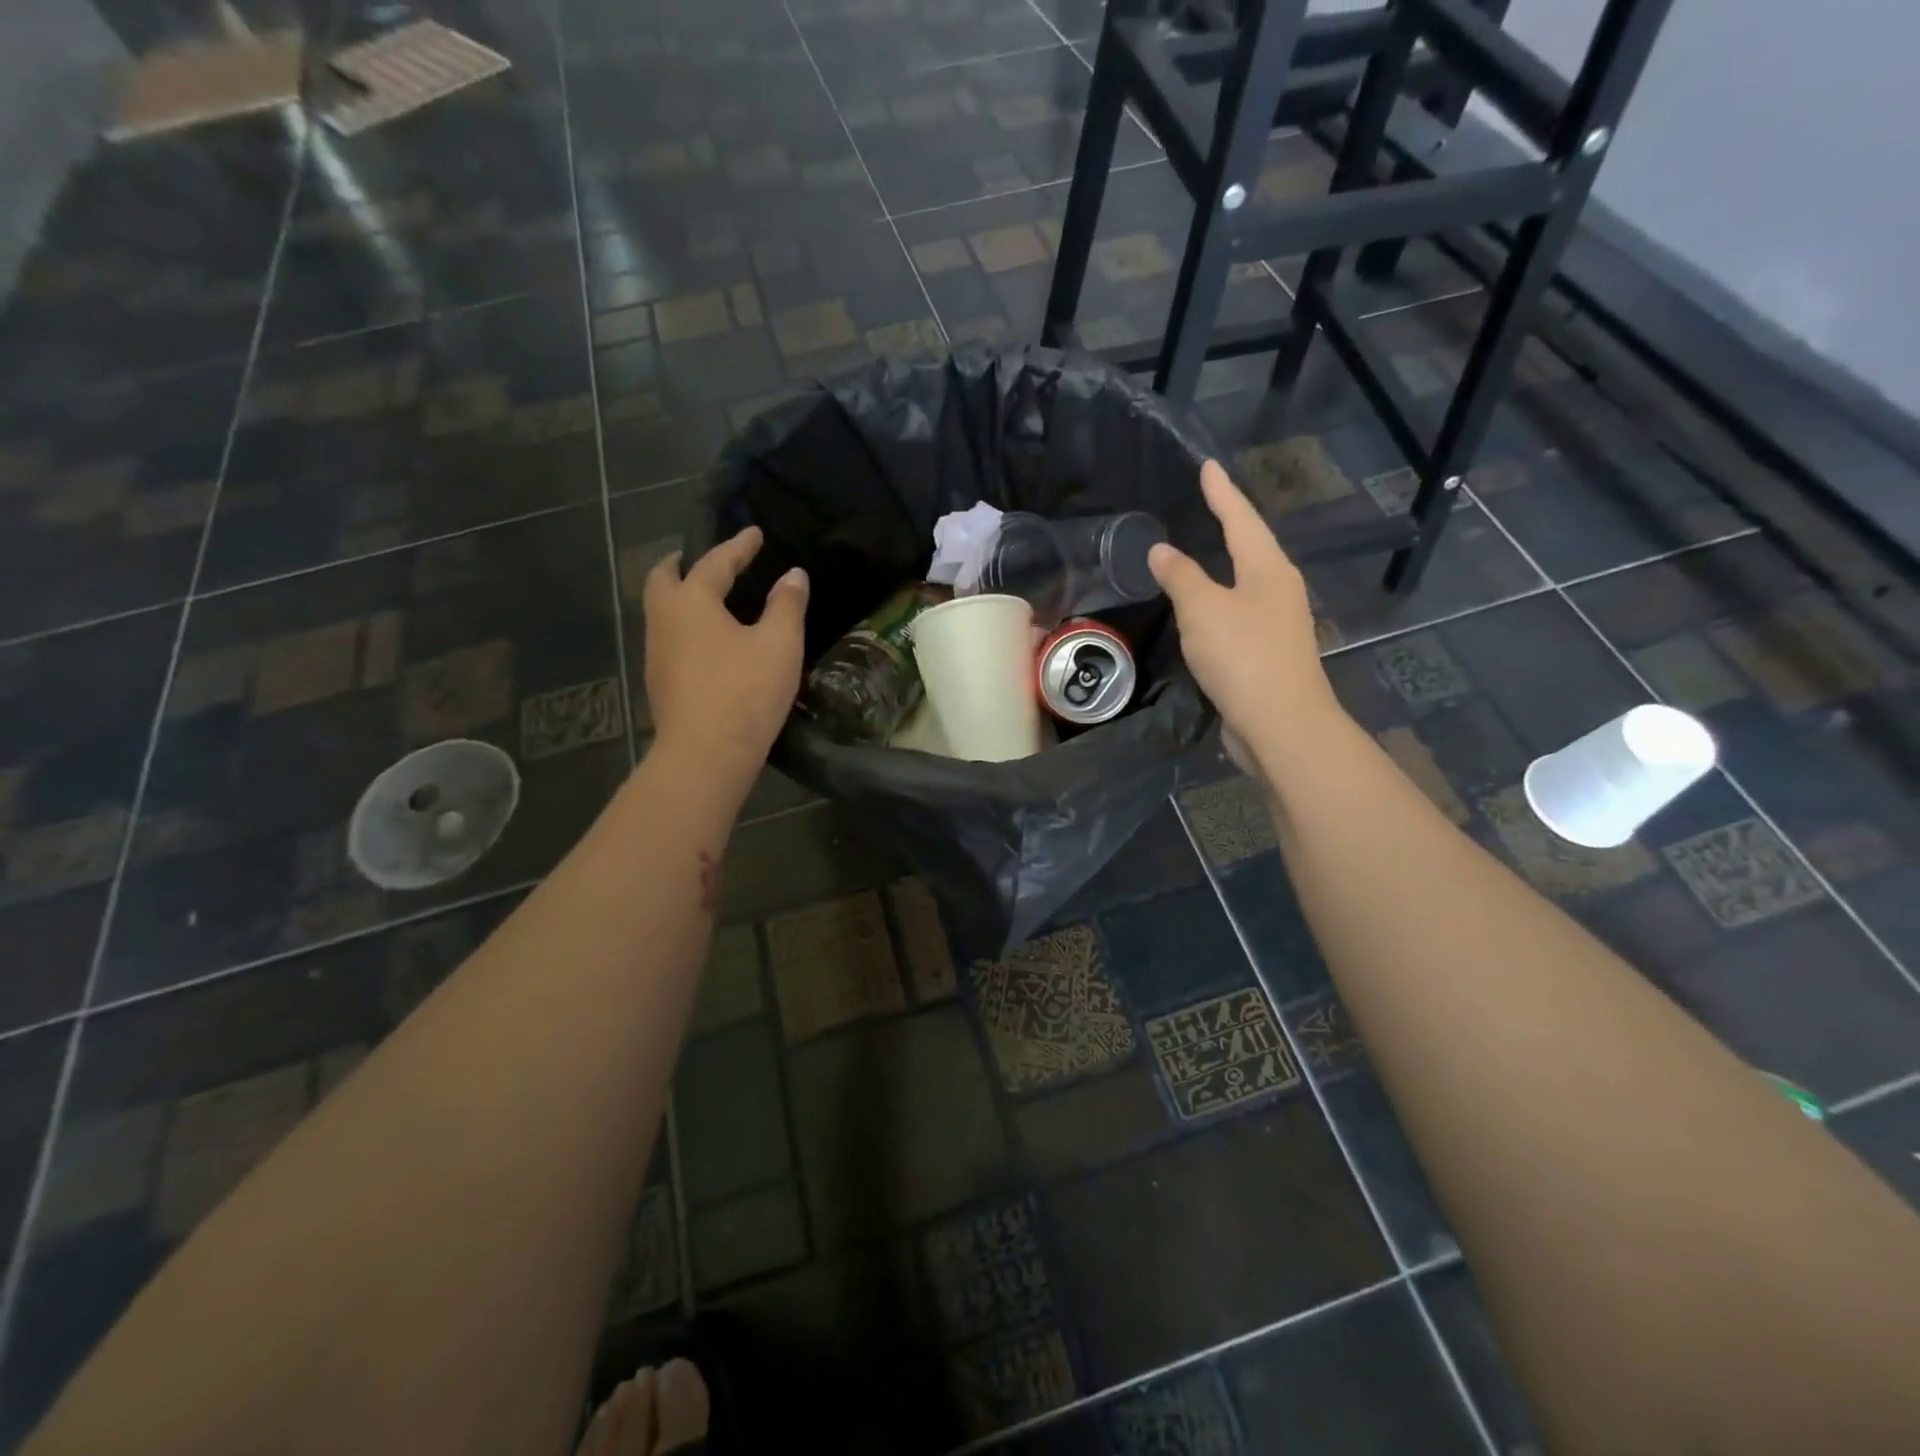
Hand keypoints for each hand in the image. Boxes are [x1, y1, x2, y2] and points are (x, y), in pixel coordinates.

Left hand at [644, 526, 807, 779]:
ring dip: (681, 597)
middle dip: (684, 564)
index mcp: (691, 602)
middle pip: (663, 579)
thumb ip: (787, 604)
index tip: (755, 533)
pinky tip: (708, 643)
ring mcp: (656, 655)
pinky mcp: (660, 684)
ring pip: (662, 612)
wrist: (706, 755)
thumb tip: (793, 575)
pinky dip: (686, 627)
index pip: (715, 562)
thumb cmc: (745, 691)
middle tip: (706, 560)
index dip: (738, 546)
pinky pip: (670, 640)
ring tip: (711, 600)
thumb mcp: (779, 644)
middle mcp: (663, 621)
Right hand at [1148, 460, 1346, 770]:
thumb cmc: (1243, 656)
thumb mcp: (1203, 609)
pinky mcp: (1267, 654)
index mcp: (1269, 570)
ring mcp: (1277, 623)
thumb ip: (1181, 576)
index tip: (1207, 466)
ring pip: (1247, 582)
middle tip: (1208, 502)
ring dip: (1225, 564)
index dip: (1222, 493)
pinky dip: (1219, 601)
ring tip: (1205, 549)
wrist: (1280, 724)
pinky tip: (1205, 608)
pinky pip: (1238, 613)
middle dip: (1230, 523)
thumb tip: (1161, 550)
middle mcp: (1279, 590)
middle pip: (1252, 547)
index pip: (1241, 519)